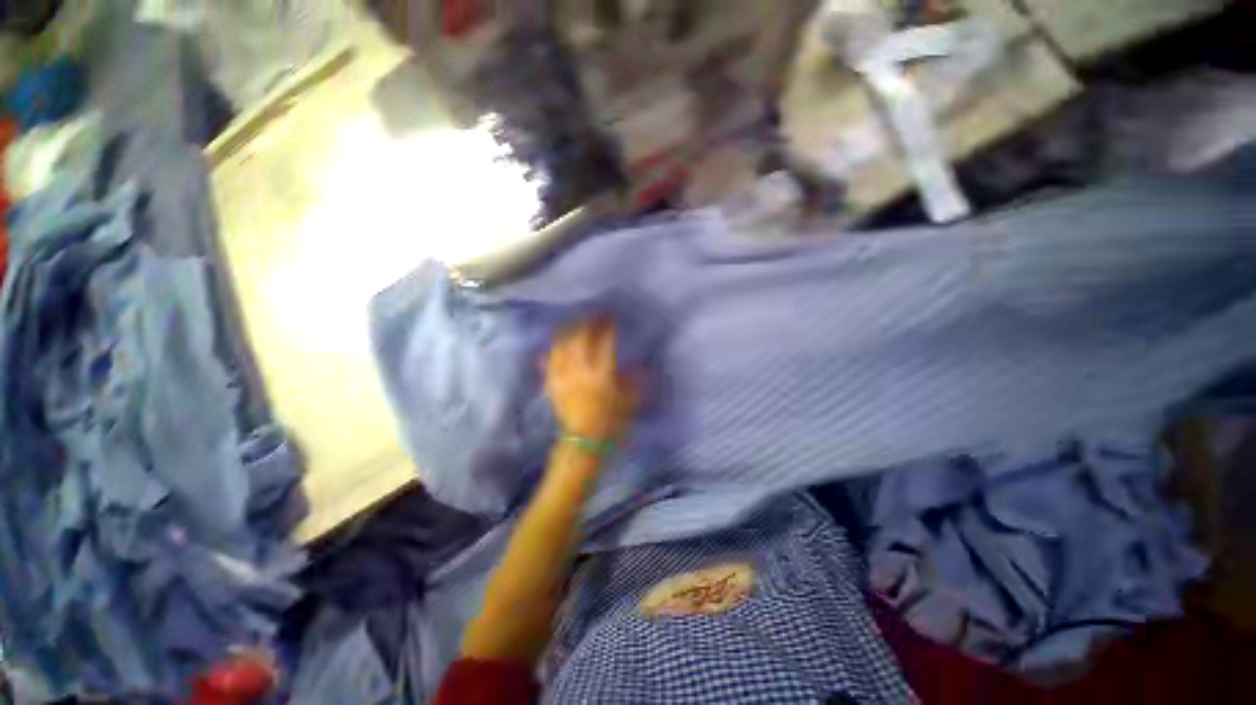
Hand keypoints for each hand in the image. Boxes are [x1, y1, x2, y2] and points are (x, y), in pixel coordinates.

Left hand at [545, 316, 638, 440]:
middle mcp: (580, 371)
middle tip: (594, 315)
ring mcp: (564, 376)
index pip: (604, 342)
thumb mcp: (630, 400)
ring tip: (576, 325)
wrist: (585, 441)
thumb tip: (638, 362)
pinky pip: (549, 361)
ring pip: (562, 346)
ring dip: (570, 331)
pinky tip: (556, 345)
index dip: (608, 326)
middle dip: (587, 323)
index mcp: (601, 374)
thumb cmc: (612, 422)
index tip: (611, 316)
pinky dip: (553, 350)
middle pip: (580, 338)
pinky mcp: (553, 384)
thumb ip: (635, 380)